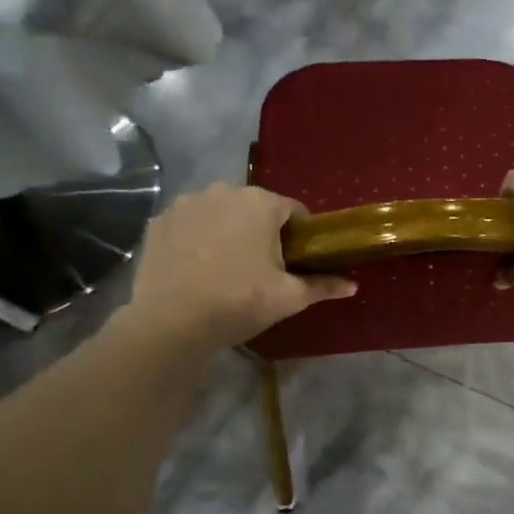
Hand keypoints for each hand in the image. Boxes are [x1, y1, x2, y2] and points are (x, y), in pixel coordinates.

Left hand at [119, 184, 354, 352]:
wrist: (170, 322)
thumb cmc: (238, 302)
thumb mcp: (288, 298)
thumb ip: (323, 285)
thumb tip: (353, 284)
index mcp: (260, 202)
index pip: (294, 211)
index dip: (300, 237)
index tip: (296, 264)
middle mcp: (223, 190)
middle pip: (255, 209)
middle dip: (262, 232)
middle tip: (262, 270)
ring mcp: (186, 203)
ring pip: (220, 214)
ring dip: (228, 232)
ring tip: (226, 269)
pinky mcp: (159, 221)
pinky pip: (191, 224)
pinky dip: (198, 239)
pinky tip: (197, 268)